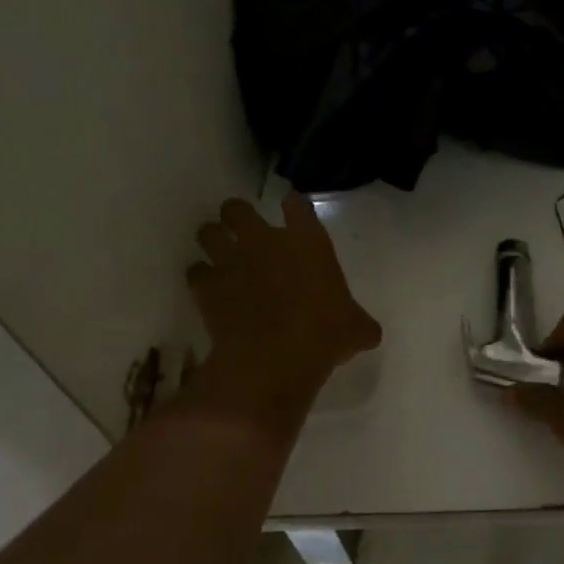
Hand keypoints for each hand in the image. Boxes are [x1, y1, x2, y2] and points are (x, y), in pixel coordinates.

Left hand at [187, 195, 381, 403]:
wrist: (275, 358)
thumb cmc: (324, 336)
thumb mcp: (356, 330)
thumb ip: (360, 323)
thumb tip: (368, 333)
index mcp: (308, 242)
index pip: (297, 205)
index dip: (293, 205)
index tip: (292, 209)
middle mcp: (265, 241)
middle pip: (237, 208)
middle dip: (236, 216)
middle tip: (242, 231)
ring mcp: (231, 260)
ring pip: (208, 232)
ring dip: (212, 240)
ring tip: (218, 253)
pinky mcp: (206, 285)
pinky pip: (195, 271)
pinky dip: (200, 278)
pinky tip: (209, 289)